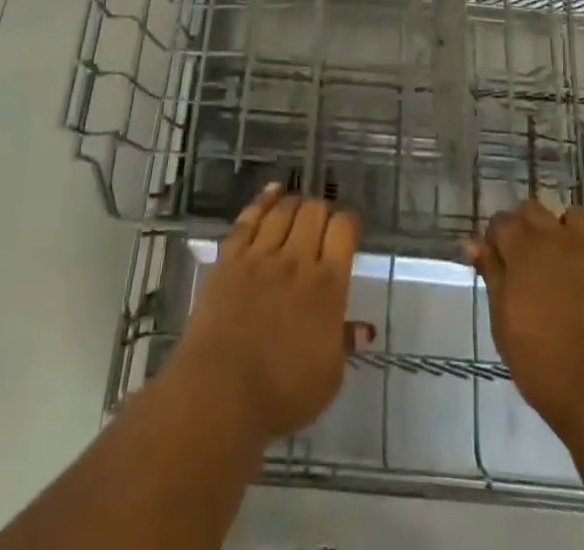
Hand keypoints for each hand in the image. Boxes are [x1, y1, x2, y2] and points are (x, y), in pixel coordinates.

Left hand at [165, 184, 371, 446]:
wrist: (219, 392)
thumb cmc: (281, 393)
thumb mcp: (327, 378)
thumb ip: (344, 343)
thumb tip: (364, 327)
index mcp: (327, 286)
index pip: (344, 230)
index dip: (348, 223)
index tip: (347, 231)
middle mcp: (297, 260)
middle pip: (314, 211)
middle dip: (322, 211)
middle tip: (321, 224)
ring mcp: (261, 255)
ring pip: (284, 210)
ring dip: (295, 203)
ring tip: (299, 206)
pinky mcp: (230, 258)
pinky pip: (249, 218)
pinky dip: (263, 200)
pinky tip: (272, 191)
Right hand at [465, 199, 583, 448]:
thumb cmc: (543, 365)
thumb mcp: (503, 323)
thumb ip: (491, 276)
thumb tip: (474, 243)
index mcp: (525, 248)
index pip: (502, 221)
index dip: (495, 238)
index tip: (495, 262)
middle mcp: (559, 238)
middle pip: (535, 209)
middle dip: (525, 227)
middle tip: (524, 262)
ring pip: (575, 218)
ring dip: (564, 232)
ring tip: (561, 262)